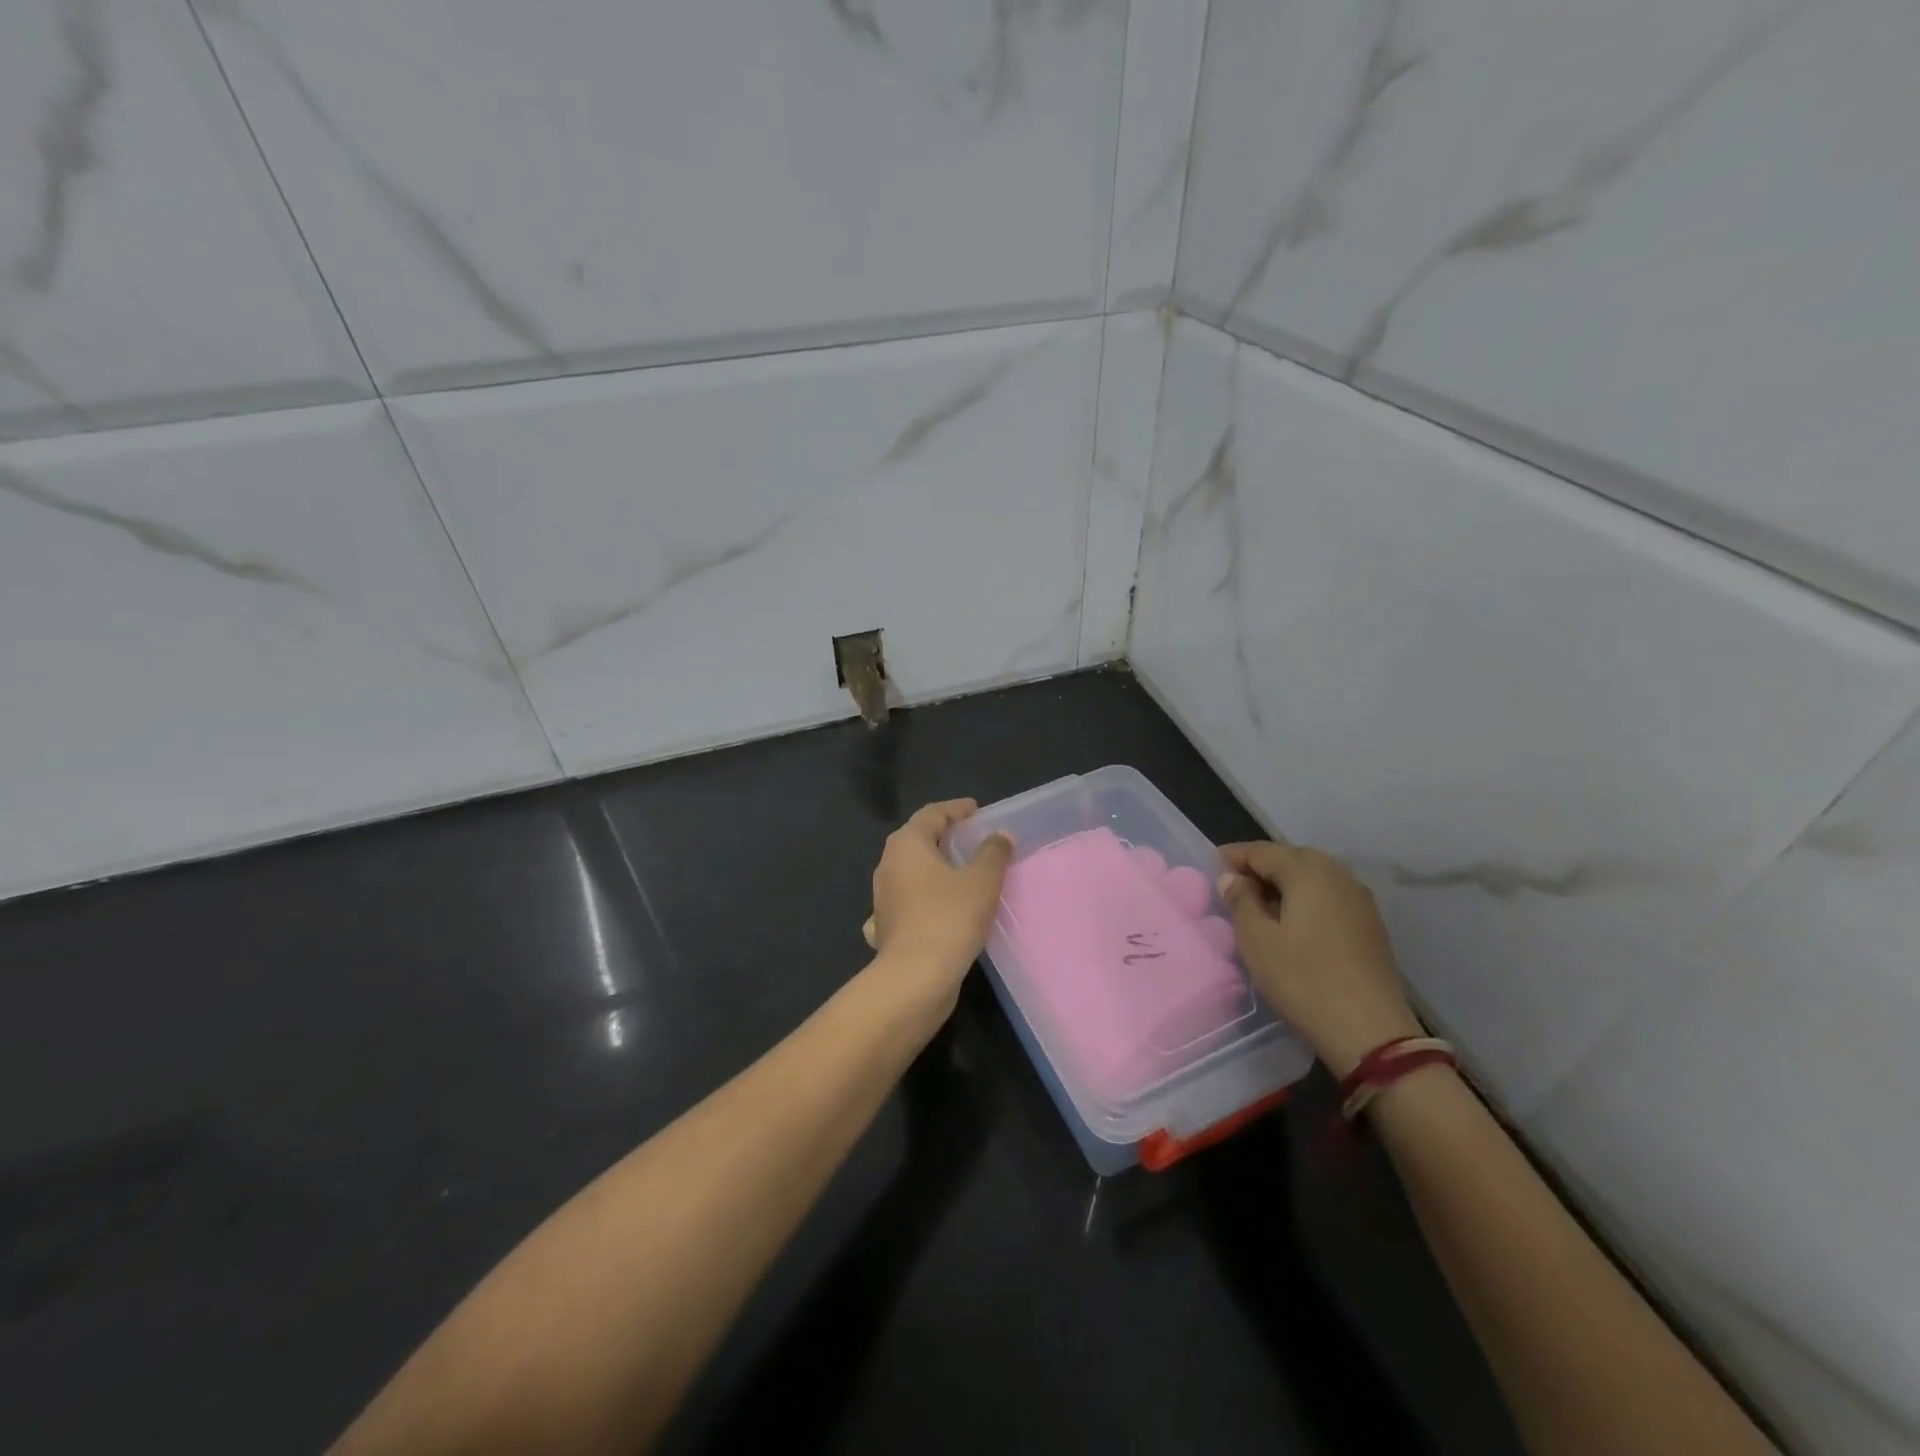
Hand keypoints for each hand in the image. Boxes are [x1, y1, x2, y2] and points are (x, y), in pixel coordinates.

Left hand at [864, 799, 1012, 1014]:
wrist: (914, 979)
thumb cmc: (949, 919)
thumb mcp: (981, 882)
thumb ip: (993, 854)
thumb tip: (1000, 835)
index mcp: (907, 845)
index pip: (931, 814)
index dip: (955, 809)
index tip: (975, 810)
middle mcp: (888, 865)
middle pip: (916, 839)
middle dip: (942, 835)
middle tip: (969, 837)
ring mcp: (882, 897)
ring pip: (908, 871)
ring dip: (931, 867)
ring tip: (958, 871)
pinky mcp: (885, 926)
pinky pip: (905, 902)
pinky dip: (920, 898)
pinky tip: (931, 907)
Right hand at [1218, 839, 1424, 1076]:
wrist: (1369, 1030)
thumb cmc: (1303, 979)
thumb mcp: (1257, 940)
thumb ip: (1241, 901)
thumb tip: (1231, 877)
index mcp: (1308, 873)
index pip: (1264, 851)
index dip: (1236, 855)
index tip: (1212, 862)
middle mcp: (1338, 876)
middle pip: (1293, 858)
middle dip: (1263, 865)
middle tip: (1235, 883)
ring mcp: (1359, 900)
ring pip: (1314, 876)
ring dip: (1286, 881)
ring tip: (1261, 901)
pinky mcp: (1369, 924)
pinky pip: (1330, 895)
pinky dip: (1306, 897)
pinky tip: (1293, 920)